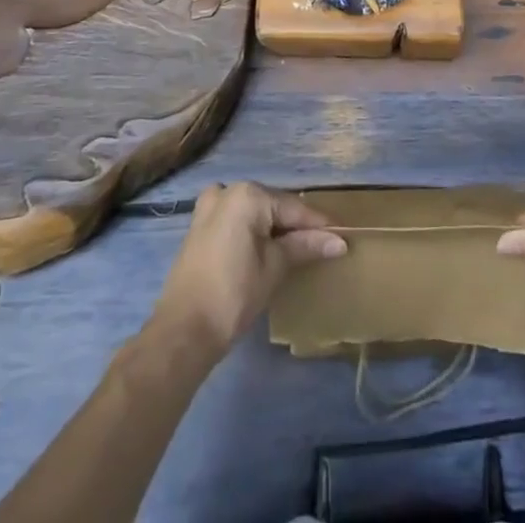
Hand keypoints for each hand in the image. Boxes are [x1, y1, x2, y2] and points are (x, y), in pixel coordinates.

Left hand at [150, 182, 345, 359]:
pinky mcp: (199, 226)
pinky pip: (236, 219)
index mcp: (247, 195)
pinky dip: (253, 230)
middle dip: (296, 226)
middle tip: (322, 245)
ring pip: (254, 212)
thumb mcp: (274, 268)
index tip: (342, 236)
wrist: (182, 332)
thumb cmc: (233, 295)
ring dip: (274, 228)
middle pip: (273, 206)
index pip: (293, 208)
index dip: (319, 225)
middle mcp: (227, 191)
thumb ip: (305, 247)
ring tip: (297, 248)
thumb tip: (339, 242)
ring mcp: (209, 207)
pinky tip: (266, 248)